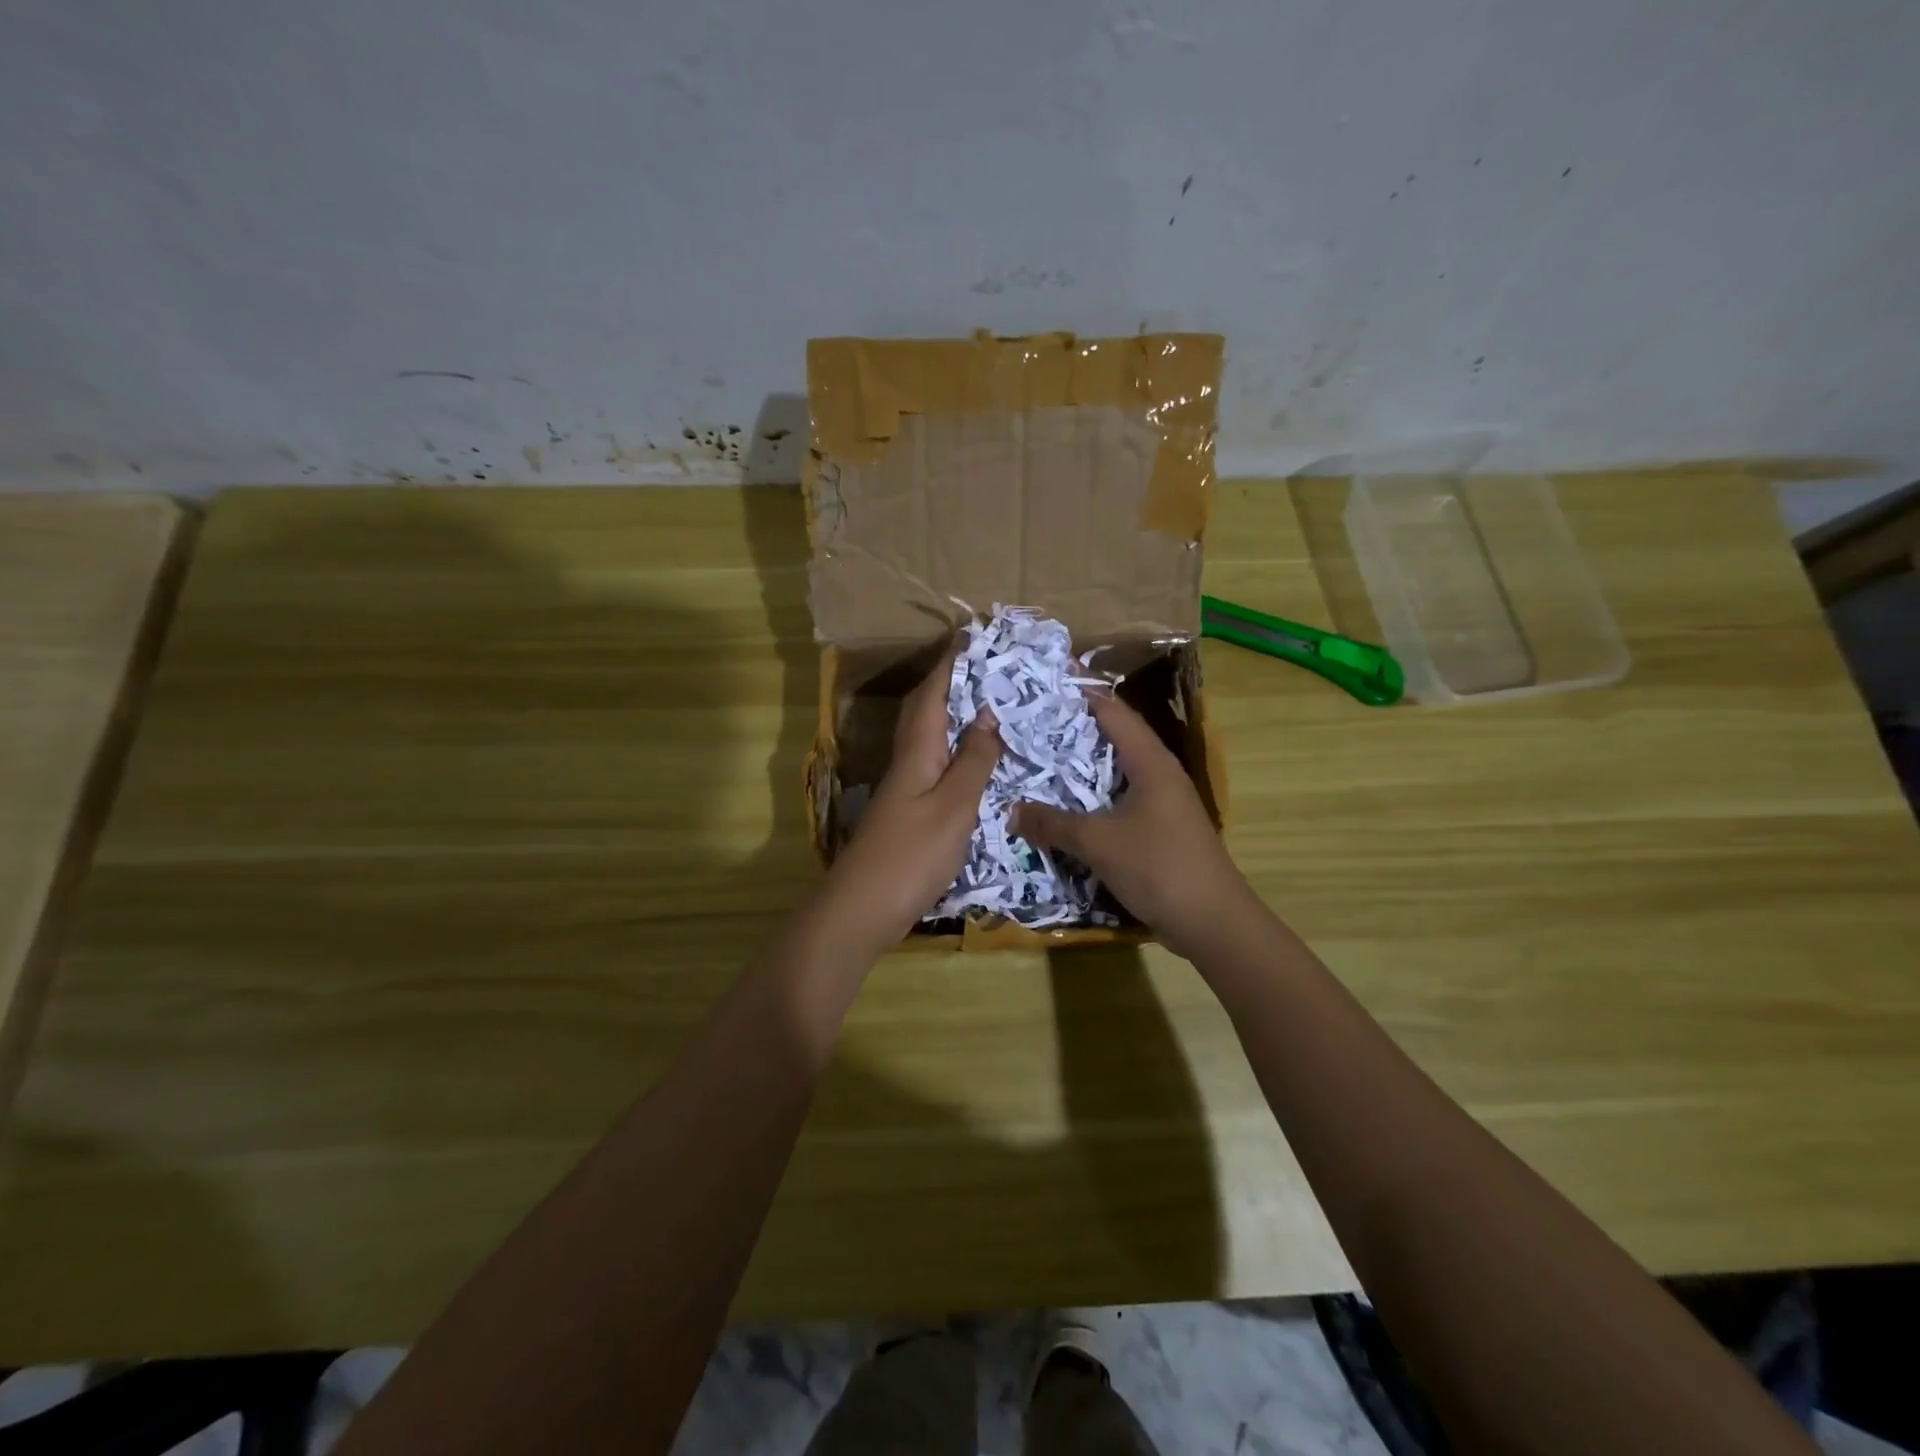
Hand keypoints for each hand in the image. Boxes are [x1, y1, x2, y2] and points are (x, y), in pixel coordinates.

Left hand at [818, 642, 1002, 954]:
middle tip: (984, 666)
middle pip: (924, 711)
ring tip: (987, 705)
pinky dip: (954, 752)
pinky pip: (933, 766)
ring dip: (952, 716)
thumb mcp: (954, 806)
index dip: (951, 663)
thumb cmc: (912, 855)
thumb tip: (987, 715)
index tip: (972, 635)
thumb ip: (973, 762)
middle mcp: (906, 762)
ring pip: (928, 738)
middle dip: (949, 683)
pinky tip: (973, 762)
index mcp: (917, 751)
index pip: (934, 693)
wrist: (862, 909)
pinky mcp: (906, 813)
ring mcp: (903, 789)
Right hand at [1012, 692, 1253, 959]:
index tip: (1047, 678)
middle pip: (1114, 736)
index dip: (1082, 691)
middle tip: (1031, 718)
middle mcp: (1159, 773)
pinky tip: (1066, 803)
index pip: (1113, 711)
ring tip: (1041, 755)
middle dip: (1075, 725)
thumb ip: (1053, 824)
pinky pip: (1119, 798)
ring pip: (1116, 770)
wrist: (1213, 922)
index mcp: (1150, 762)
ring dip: (1082, 763)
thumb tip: (1011, 810)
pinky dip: (1092, 794)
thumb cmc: (1159, 867)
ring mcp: (1162, 801)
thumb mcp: (1098, 842)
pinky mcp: (1160, 827)